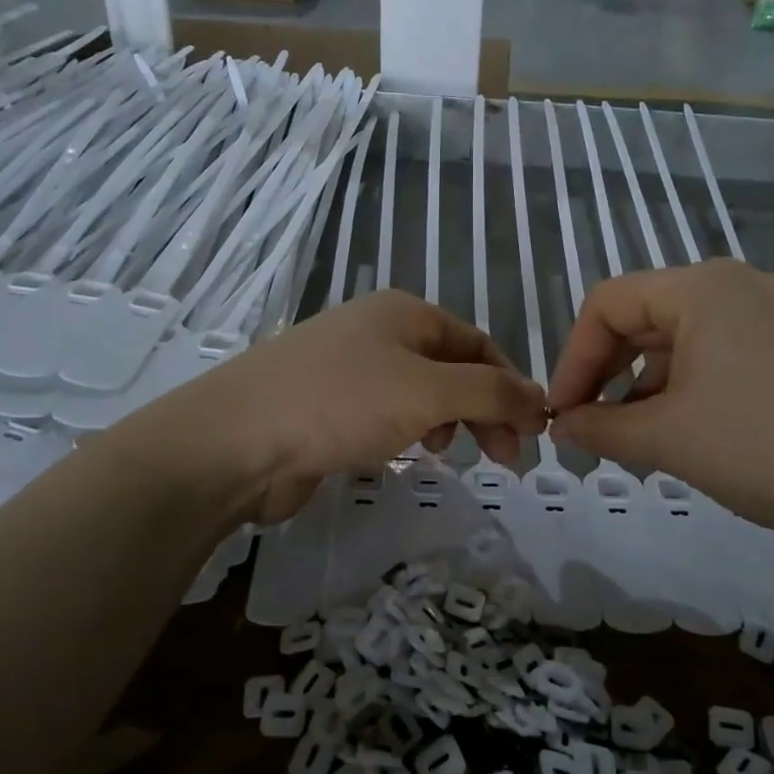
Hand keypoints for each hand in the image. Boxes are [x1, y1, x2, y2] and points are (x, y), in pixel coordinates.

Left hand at [135, 291, 546, 522]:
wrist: (235, 440)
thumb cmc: (340, 403)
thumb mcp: (428, 393)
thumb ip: (490, 393)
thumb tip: (538, 398)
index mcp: (405, 313)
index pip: (479, 343)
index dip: (511, 385)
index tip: (531, 433)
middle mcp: (378, 331)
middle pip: (451, 368)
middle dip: (483, 410)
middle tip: (503, 460)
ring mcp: (348, 368)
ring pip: (419, 393)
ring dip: (445, 422)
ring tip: (444, 453)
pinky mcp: (325, 405)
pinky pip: (384, 414)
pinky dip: (406, 432)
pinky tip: (402, 454)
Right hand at [546, 261, 773, 551]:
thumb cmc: (761, 448)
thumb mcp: (665, 439)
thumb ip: (598, 427)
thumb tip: (561, 427)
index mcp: (701, 287)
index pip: (607, 303)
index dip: (573, 357)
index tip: (562, 412)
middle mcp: (738, 283)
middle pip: (644, 316)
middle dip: (607, 371)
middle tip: (590, 424)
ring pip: (684, 337)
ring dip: (646, 383)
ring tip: (635, 437)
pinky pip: (723, 351)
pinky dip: (690, 385)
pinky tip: (688, 430)